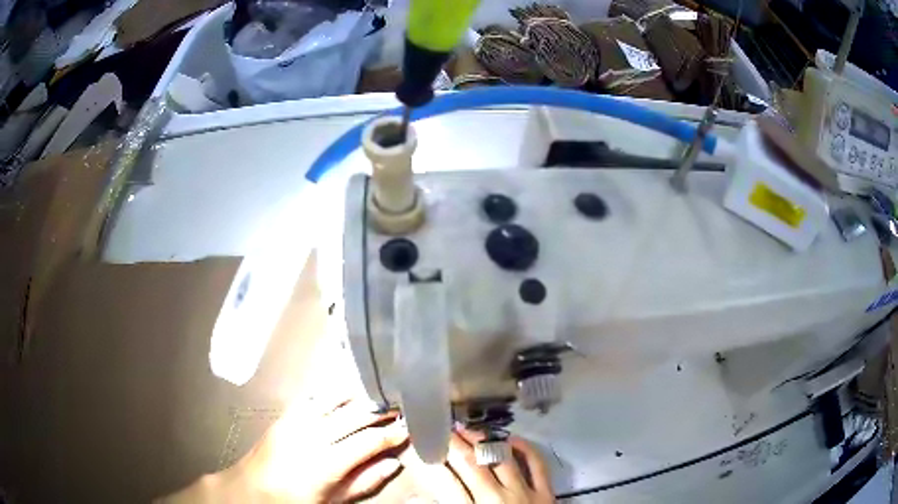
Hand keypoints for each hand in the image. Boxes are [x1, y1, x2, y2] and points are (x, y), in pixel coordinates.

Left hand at [160, 400, 407, 502]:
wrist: (249, 490)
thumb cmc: (293, 502)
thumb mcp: (331, 502)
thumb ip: (363, 483)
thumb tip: (393, 464)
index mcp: (325, 463)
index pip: (367, 441)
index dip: (391, 433)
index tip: (410, 427)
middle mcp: (311, 436)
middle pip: (354, 416)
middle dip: (380, 411)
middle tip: (402, 407)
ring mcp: (296, 422)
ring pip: (336, 401)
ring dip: (360, 397)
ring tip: (381, 396)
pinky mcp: (285, 415)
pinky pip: (314, 397)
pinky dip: (335, 392)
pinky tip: (347, 390)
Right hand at [400, 429, 553, 502]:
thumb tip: (419, 497)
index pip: (444, 480)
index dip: (430, 461)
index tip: (420, 447)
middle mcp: (496, 499)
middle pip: (469, 463)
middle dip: (451, 443)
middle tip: (440, 430)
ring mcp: (525, 493)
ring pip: (500, 457)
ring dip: (482, 441)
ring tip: (466, 431)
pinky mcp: (546, 493)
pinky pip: (537, 464)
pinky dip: (525, 449)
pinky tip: (511, 439)